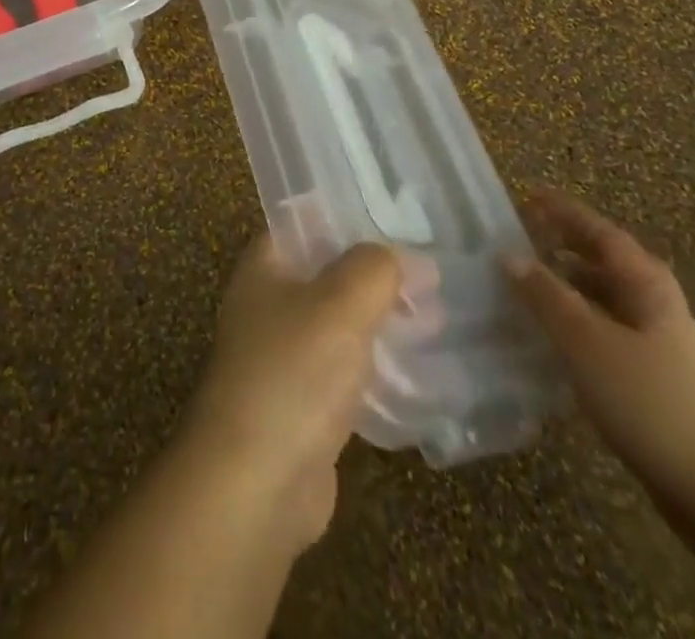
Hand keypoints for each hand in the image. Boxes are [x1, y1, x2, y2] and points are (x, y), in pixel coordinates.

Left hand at [183, 233, 403, 552]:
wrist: (256, 479)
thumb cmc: (293, 371)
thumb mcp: (340, 303)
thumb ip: (374, 268)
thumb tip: (408, 257)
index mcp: (264, 265)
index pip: (305, 221)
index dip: (349, 215)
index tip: (400, 215)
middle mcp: (269, 302)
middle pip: (328, 272)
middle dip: (377, 273)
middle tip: (435, 273)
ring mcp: (284, 353)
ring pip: (340, 322)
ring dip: (383, 318)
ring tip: (439, 315)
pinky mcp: (304, 402)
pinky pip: (346, 368)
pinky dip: (378, 364)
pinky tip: (422, 367)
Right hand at [501, 189, 694, 512]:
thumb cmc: (652, 403)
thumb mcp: (587, 342)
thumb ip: (545, 295)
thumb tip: (507, 253)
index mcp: (648, 286)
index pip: (601, 233)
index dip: (565, 212)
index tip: (527, 194)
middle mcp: (656, 307)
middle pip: (607, 263)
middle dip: (566, 246)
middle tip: (522, 236)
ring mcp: (660, 348)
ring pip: (605, 301)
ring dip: (568, 286)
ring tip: (525, 284)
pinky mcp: (655, 384)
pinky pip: (605, 334)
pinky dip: (576, 324)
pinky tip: (550, 339)